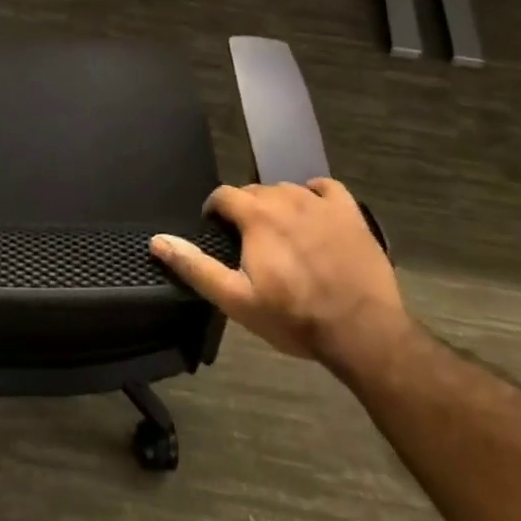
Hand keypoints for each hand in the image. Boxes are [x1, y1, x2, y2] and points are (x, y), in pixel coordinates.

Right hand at [150, 179, 410, 378]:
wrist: (363, 332)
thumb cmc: (294, 317)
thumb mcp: (237, 300)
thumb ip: (196, 267)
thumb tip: (157, 240)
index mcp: (256, 215)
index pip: (223, 195)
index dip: (215, 211)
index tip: (217, 232)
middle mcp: (285, 198)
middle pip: (255, 191)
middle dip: (246, 210)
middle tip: (250, 243)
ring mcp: (320, 203)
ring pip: (287, 189)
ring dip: (277, 205)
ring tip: (280, 234)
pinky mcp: (350, 212)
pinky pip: (326, 188)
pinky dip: (315, 194)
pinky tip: (313, 213)